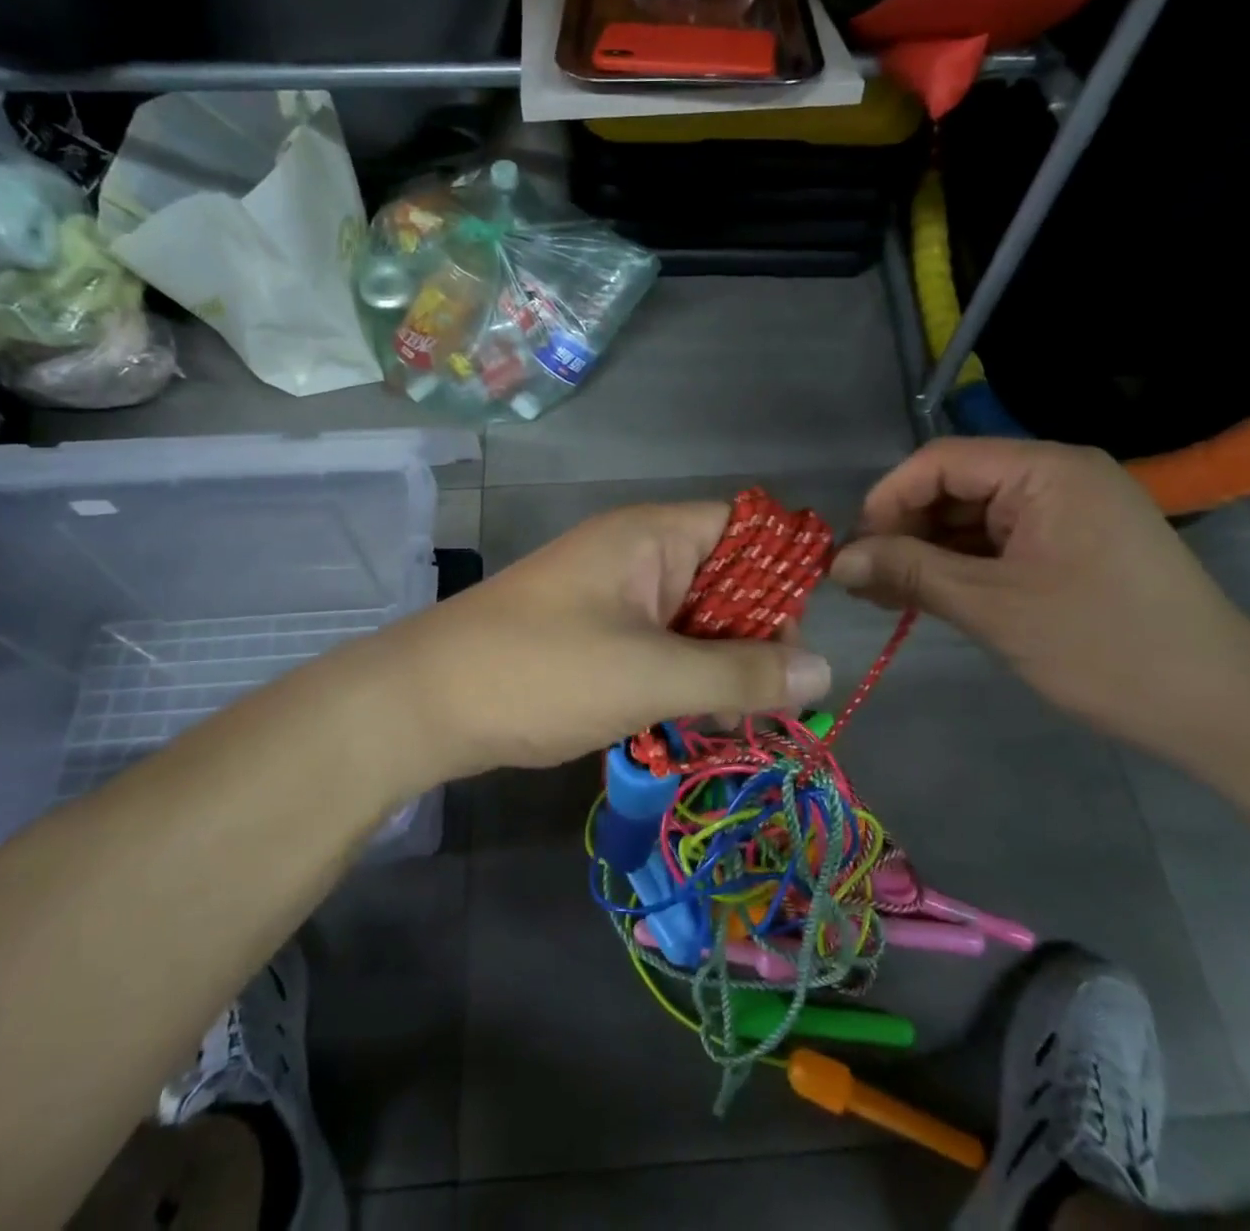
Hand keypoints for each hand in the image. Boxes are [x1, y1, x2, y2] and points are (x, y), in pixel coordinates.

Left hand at [387, 503, 832, 780]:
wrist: (424, 703)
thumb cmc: (541, 672)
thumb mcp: (651, 676)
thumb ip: (740, 674)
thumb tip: (825, 670)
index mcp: (650, 536)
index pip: (745, 527)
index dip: (783, 573)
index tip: (799, 639)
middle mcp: (636, 555)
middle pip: (726, 578)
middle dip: (755, 635)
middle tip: (770, 699)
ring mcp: (612, 596)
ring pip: (694, 619)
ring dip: (719, 665)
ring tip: (731, 720)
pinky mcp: (594, 635)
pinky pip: (660, 646)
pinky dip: (682, 678)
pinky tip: (690, 722)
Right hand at [828, 438, 1249, 754]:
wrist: (1222, 708)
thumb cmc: (1105, 646)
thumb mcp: (993, 607)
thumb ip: (909, 573)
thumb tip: (836, 563)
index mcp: (1046, 471)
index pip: (940, 462)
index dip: (887, 501)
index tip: (853, 553)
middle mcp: (1056, 477)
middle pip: (954, 487)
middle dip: (903, 532)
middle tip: (863, 583)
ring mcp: (1066, 513)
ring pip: (971, 519)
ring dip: (926, 554)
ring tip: (886, 596)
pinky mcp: (1071, 547)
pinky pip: (997, 544)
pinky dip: (959, 567)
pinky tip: (928, 597)